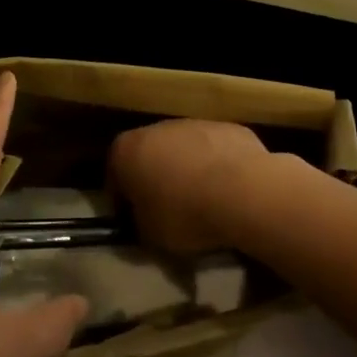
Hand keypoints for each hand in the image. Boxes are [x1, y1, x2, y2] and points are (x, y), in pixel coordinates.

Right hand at [108, 119, 270, 255]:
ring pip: (184, 149)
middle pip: (150, 154)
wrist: (243, 191)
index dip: (122, 200)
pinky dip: (218, 166)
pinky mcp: (229, 127)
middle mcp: (157, 127)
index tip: (133, 219)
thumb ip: (139, 222)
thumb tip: (143, 219)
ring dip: (188, 169)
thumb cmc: (184, 213)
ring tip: (202, 201)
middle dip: (155, 178)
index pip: (114, 175)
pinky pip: (215, 150)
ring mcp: (195, 123)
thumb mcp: (149, 234)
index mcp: (127, 150)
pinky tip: (229, 191)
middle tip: (167, 209)